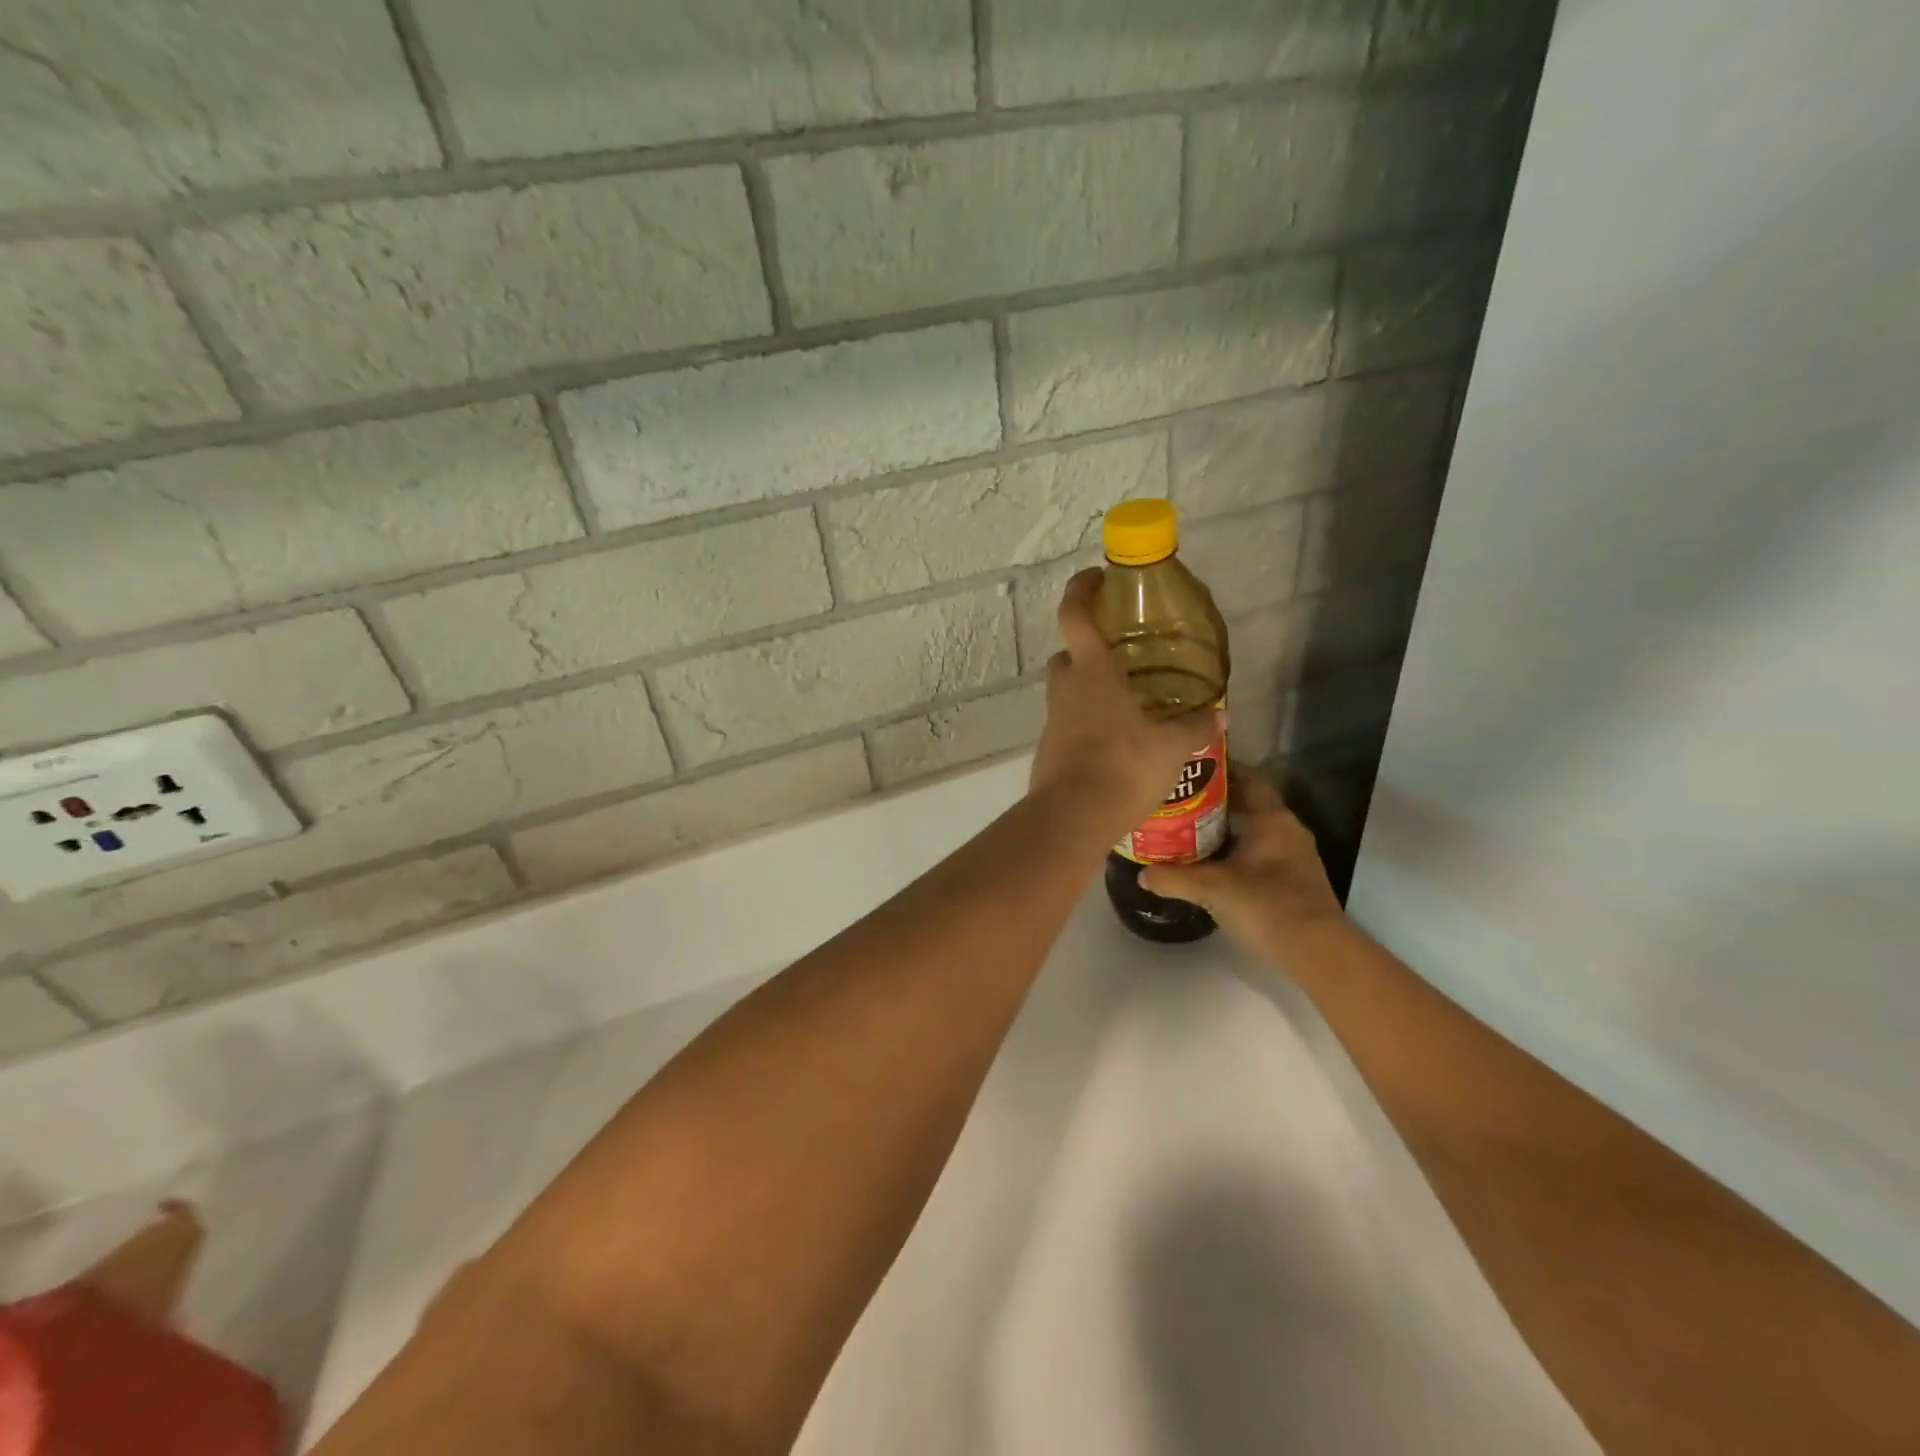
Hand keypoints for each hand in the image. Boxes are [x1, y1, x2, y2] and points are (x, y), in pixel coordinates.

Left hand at [1029, 569, 1219, 834]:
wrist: (1073, 816)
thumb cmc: (1124, 766)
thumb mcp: (1172, 746)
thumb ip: (1195, 727)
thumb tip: (1221, 715)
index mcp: (1092, 671)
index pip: (1075, 615)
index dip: (1081, 590)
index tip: (1096, 578)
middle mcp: (1067, 688)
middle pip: (1068, 655)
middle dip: (1088, 650)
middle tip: (1122, 658)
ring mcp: (1053, 720)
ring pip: (1068, 691)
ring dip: (1090, 690)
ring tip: (1129, 704)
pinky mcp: (1049, 749)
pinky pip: (1069, 724)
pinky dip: (1088, 723)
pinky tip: (1116, 742)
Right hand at [1139, 768, 1346, 963]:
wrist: (1316, 951)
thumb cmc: (1266, 904)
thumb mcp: (1212, 889)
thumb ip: (1174, 878)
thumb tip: (1142, 875)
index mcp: (1272, 819)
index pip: (1248, 778)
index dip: (1221, 770)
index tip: (1191, 769)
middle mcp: (1287, 829)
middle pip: (1249, 803)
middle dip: (1216, 800)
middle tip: (1180, 800)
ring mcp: (1293, 856)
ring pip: (1254, 829)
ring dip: (1226, 827)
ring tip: (1188, 828)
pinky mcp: (1293, 879)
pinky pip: (1259, 851)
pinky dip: (1236, 850)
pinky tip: (1212, 862)